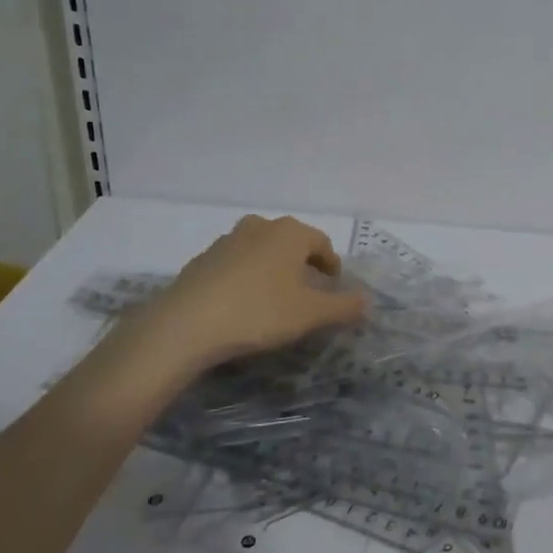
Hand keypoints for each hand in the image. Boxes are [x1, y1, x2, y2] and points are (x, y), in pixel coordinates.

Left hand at [126, 215, 367, 372]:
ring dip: (273, 270)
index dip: (332, 265)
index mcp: (290, 233)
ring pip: (262, 251)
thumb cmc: (258, 312)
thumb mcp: (310, 314)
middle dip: (303, 265)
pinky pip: (236, 265)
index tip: (334, 286)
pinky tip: (243, 305)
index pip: (322, 243)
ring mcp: (227, 241)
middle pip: (291, 243)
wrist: (185, 325)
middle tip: (308, 292)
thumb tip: (367, 300)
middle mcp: (260, 227)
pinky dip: (247, 278)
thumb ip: (343, 306)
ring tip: (276, 299)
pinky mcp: (202, 260)